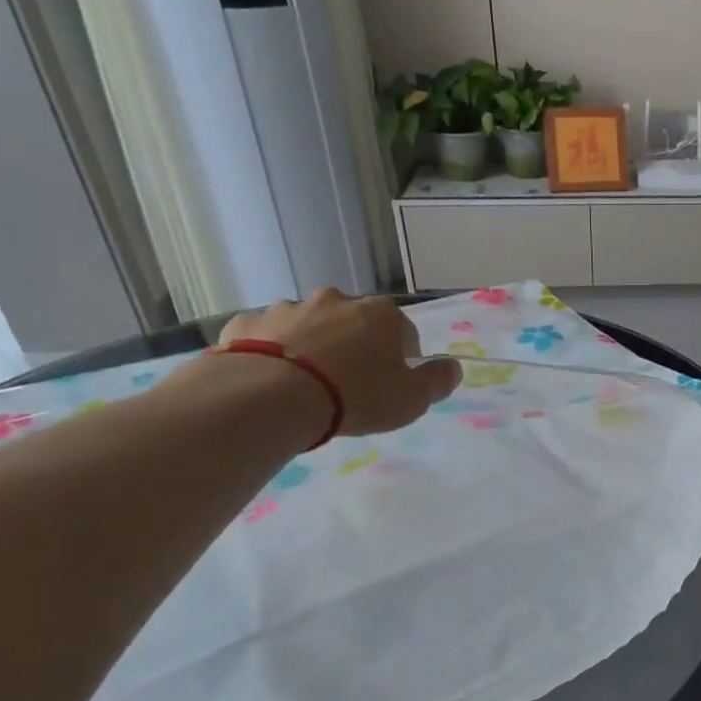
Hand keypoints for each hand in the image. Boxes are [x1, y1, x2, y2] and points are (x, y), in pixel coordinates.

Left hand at [218, 289, 461, 437]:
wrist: (273, 395)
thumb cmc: (357, 396)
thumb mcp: (412, 399)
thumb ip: (437, 381)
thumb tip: (453, 367)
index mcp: (382, 315)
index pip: (404, 332)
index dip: (402, 359)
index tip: (393, 383)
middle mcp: (336, 300)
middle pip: (355, 323)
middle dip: (356, 346)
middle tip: (351, 384)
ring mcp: (288, 308)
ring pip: (309, 326)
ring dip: (313, 347)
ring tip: (309, 386)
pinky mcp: (248, 323)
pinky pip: (268, 337)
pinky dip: (274, 352)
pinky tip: (273, 380)